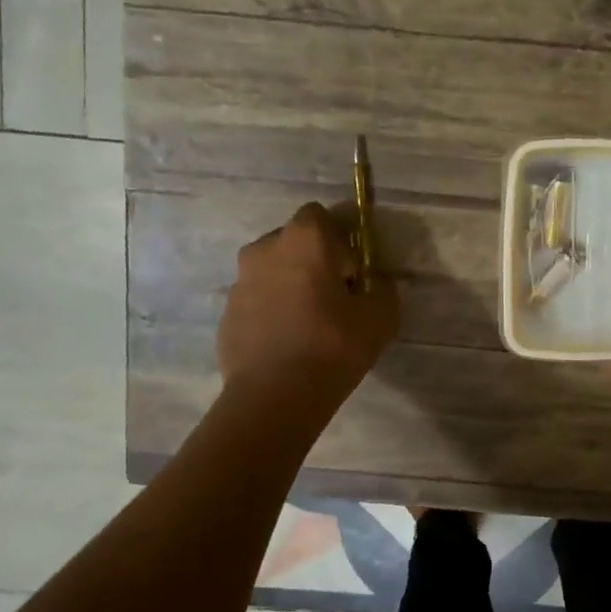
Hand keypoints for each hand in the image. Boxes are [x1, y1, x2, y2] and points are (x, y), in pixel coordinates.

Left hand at [218, 202, 399, 407]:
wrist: (274, 395)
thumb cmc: (333, 346)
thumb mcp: (380, 317)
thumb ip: (383, 290)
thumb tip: (376, 284)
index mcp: (303, 238)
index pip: (322, 215)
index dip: (340, 239)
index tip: (352, 271)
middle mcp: (264, 249)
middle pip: (293, 242)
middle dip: (312, 261)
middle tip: (333, 298)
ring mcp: (239, 282)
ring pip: (271, 273)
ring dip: (289, 287)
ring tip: (307, 325)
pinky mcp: (226, 314)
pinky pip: (256, 303)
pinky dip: (270, 313)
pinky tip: (286, 345)